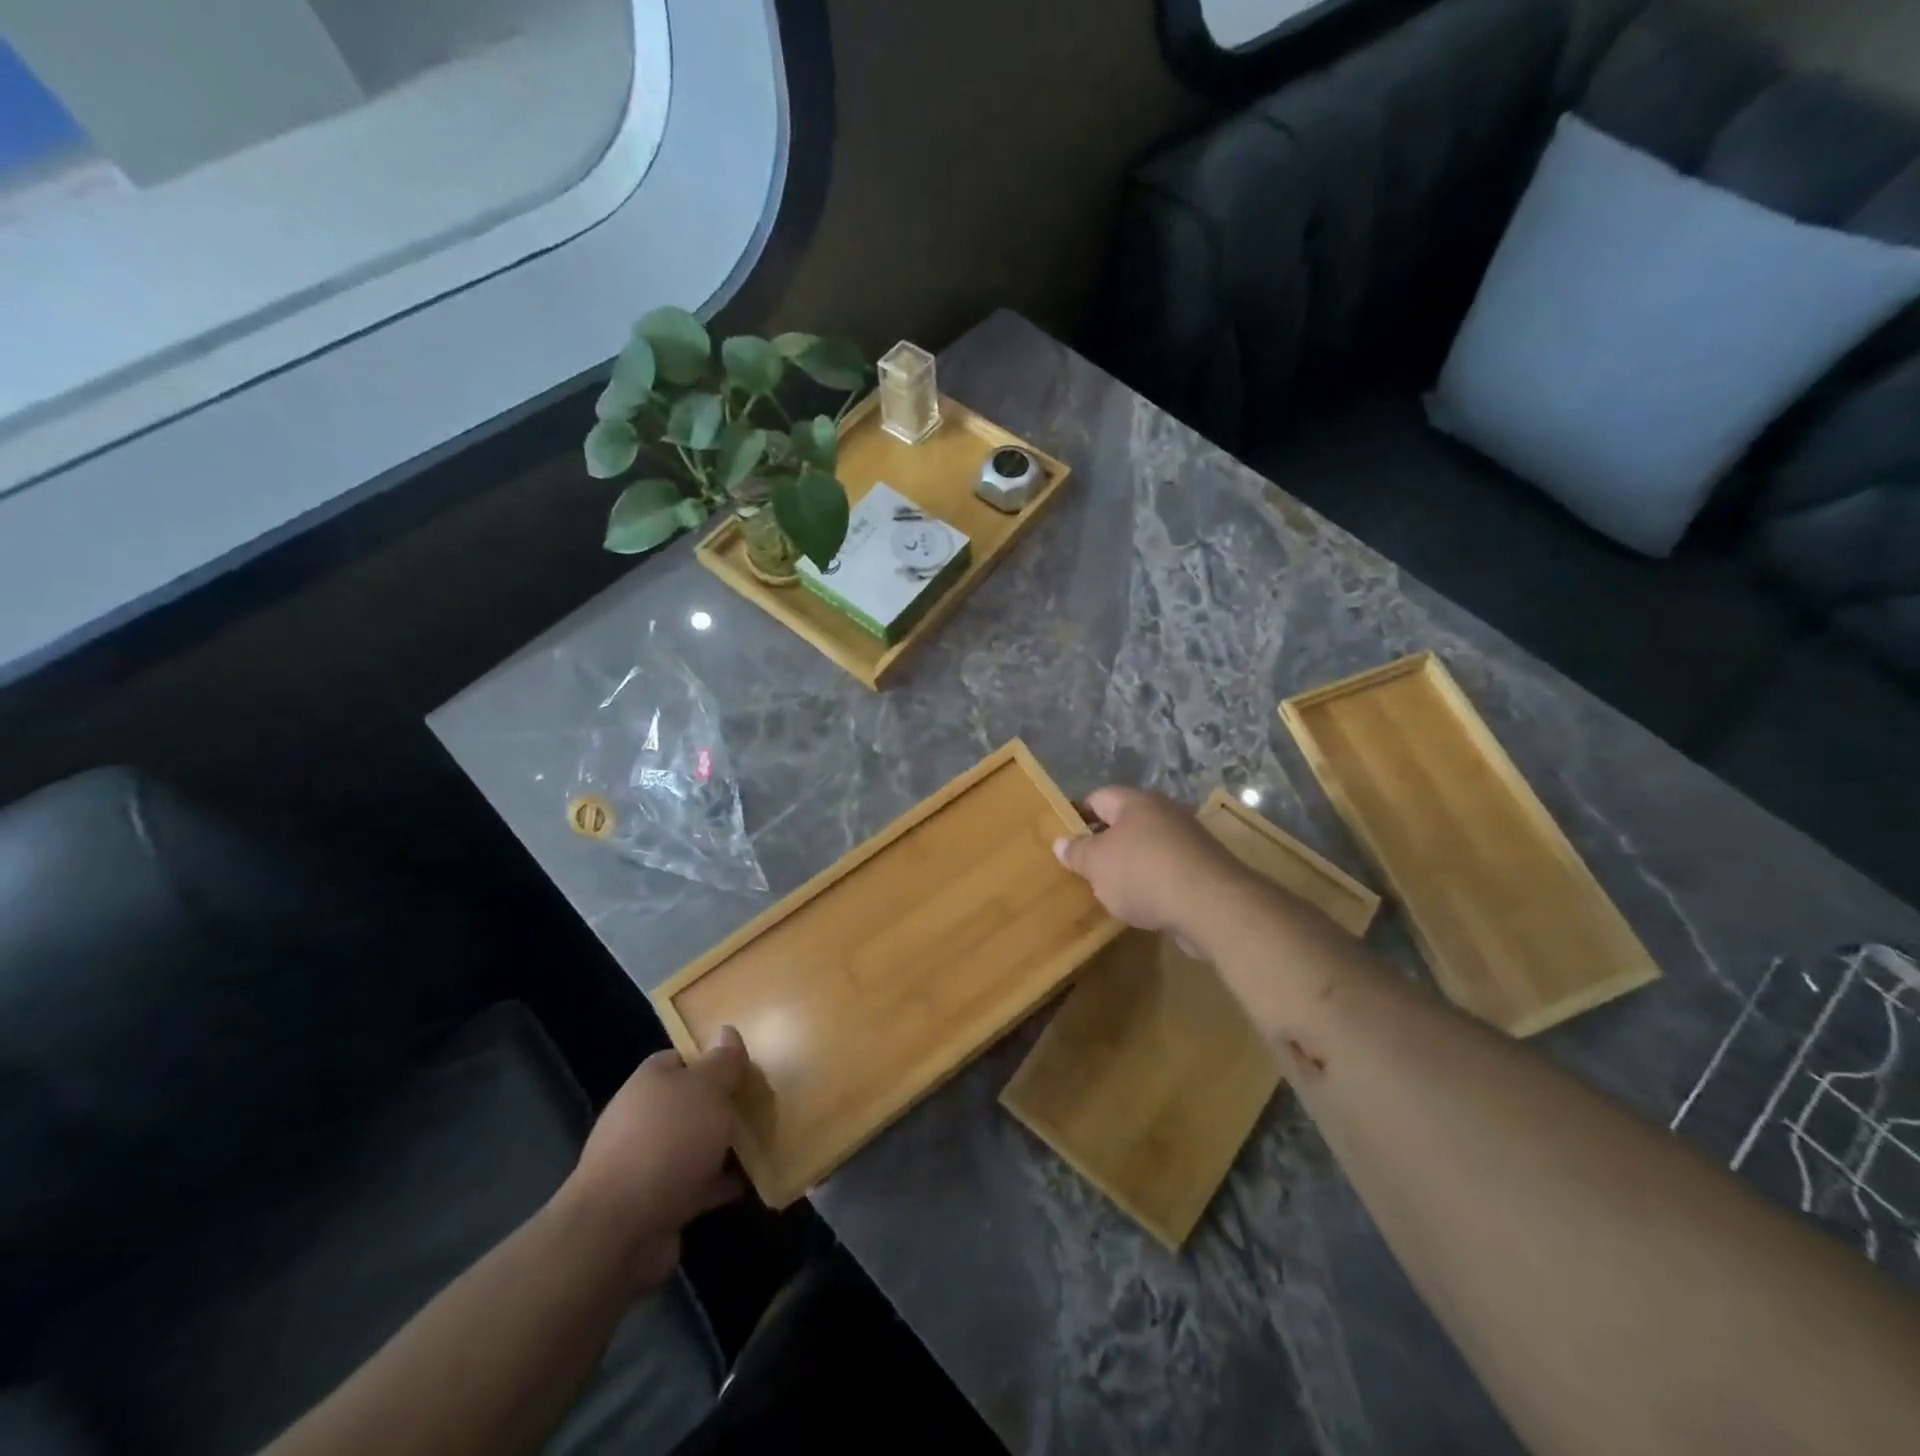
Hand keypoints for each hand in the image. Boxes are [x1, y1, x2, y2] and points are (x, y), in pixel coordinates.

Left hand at [560, 1027, 748, 1291]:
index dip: (713, 1060)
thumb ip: (722, 1062)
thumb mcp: (707, 1089)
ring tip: (763, 1143)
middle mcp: (643, 1118)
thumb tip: (727, 1031)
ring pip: (694, 1144)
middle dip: (723, 1105)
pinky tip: (750, 1184)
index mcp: (650, 1081)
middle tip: (762, 1105)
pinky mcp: (655, 1203)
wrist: (619, 1231)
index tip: (746, 1068)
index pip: (682, 1058)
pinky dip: (719, 1183)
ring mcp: (646, 1163)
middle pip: (690, 1102)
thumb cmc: (668, 1142)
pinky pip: (696, 1184)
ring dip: (723, 1146)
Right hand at [1053, 787, 1255, 945]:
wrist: (1212, 905)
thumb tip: (1060, 842)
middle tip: (1086, 865)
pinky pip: (1168, 868)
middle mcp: (1165, 812)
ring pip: (1148, 846)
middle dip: (1106, 841)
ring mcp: (1189, 839)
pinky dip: (1154, 881)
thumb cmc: (1144, 874)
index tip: (1065, 838)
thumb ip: (1077, 852)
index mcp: (1136, 802)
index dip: (1078, 815)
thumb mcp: (1097, 864)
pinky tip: (1143, 902)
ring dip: (1131, 863)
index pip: (1098, 797)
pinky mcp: (1205, 867)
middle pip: (1126, 821)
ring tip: (1112, 888)